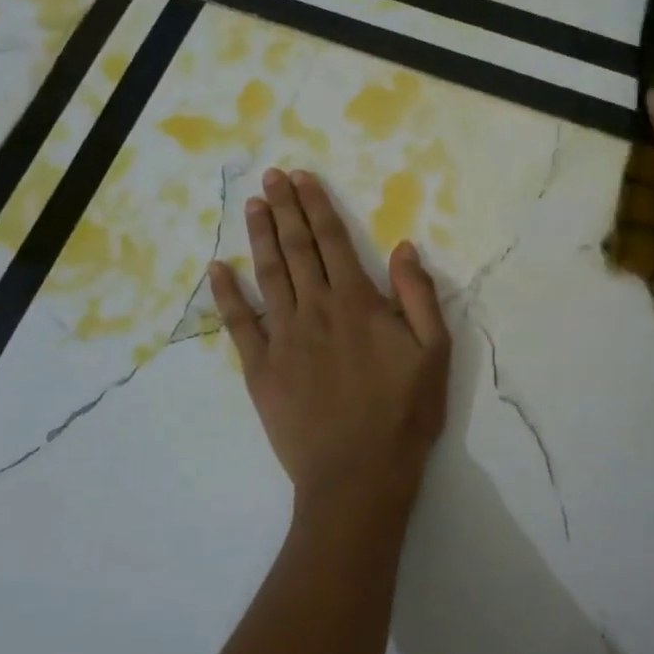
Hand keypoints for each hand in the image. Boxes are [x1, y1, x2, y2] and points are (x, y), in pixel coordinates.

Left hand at [209, 168, 451, 541]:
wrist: (359, 475)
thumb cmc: (404, 415)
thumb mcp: (435, 353)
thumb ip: (419, 296)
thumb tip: (404, 248)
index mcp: (358, 303)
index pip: (334, 242)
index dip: (317, 206)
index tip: (301, 179)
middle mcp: (316, 310)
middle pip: (297, 249)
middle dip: (284, 209)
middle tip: (270, 177)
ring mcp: (284, 338)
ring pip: (269, 275)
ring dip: (260, 237)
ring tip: (252, 205)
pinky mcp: (261, 368)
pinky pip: (239, 324)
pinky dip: (228, 294)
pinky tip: (218, 269)